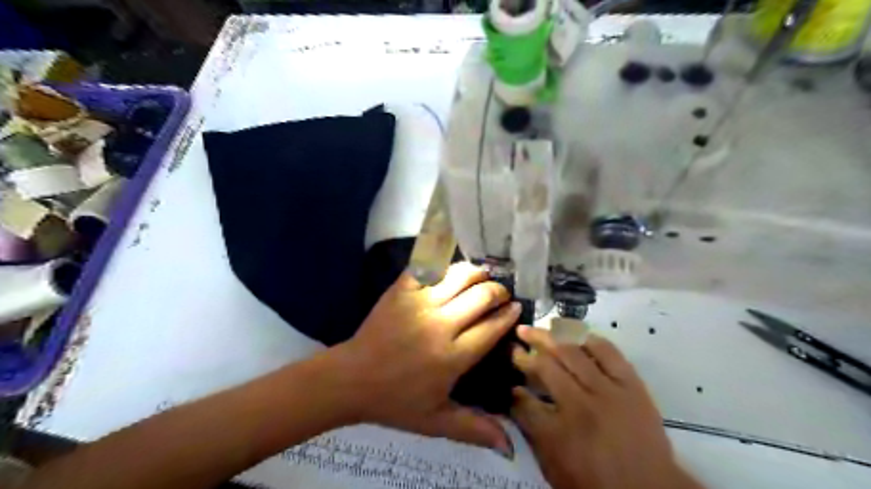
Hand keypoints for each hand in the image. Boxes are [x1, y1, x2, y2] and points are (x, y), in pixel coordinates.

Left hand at [334, 264, 518, 454]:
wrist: (351, 379)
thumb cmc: (396, 401)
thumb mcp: (435, 422)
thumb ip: (474, 429)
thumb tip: (510, 447)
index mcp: (452, 357)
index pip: (492, 327)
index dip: (508, 314)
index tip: (516, 307)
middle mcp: (440, 325)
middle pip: (481, 296)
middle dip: (498, 291)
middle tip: (500, 293)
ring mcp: (419, 303)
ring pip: (459, 275)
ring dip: (476, 273)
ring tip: (481, 276)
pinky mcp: (401, 290)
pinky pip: (428, 266)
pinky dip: (443, 263)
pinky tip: (451, 268)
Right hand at [512, 326, 697, 488]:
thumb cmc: (597, 483)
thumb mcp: (554, 468)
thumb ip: (532, 433)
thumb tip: (516, 399)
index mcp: (558, 433)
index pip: (524, 401)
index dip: (512, 388)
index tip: (508, 380)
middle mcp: (580, 406)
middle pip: (545, 367)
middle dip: (525, 354)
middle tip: (516, 341)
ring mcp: (608, 392)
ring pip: (572, 353)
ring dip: (549, 338)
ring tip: (536, 329)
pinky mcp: (631, 385)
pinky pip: (609, 353)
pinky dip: (591, 341)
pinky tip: (577, 336)